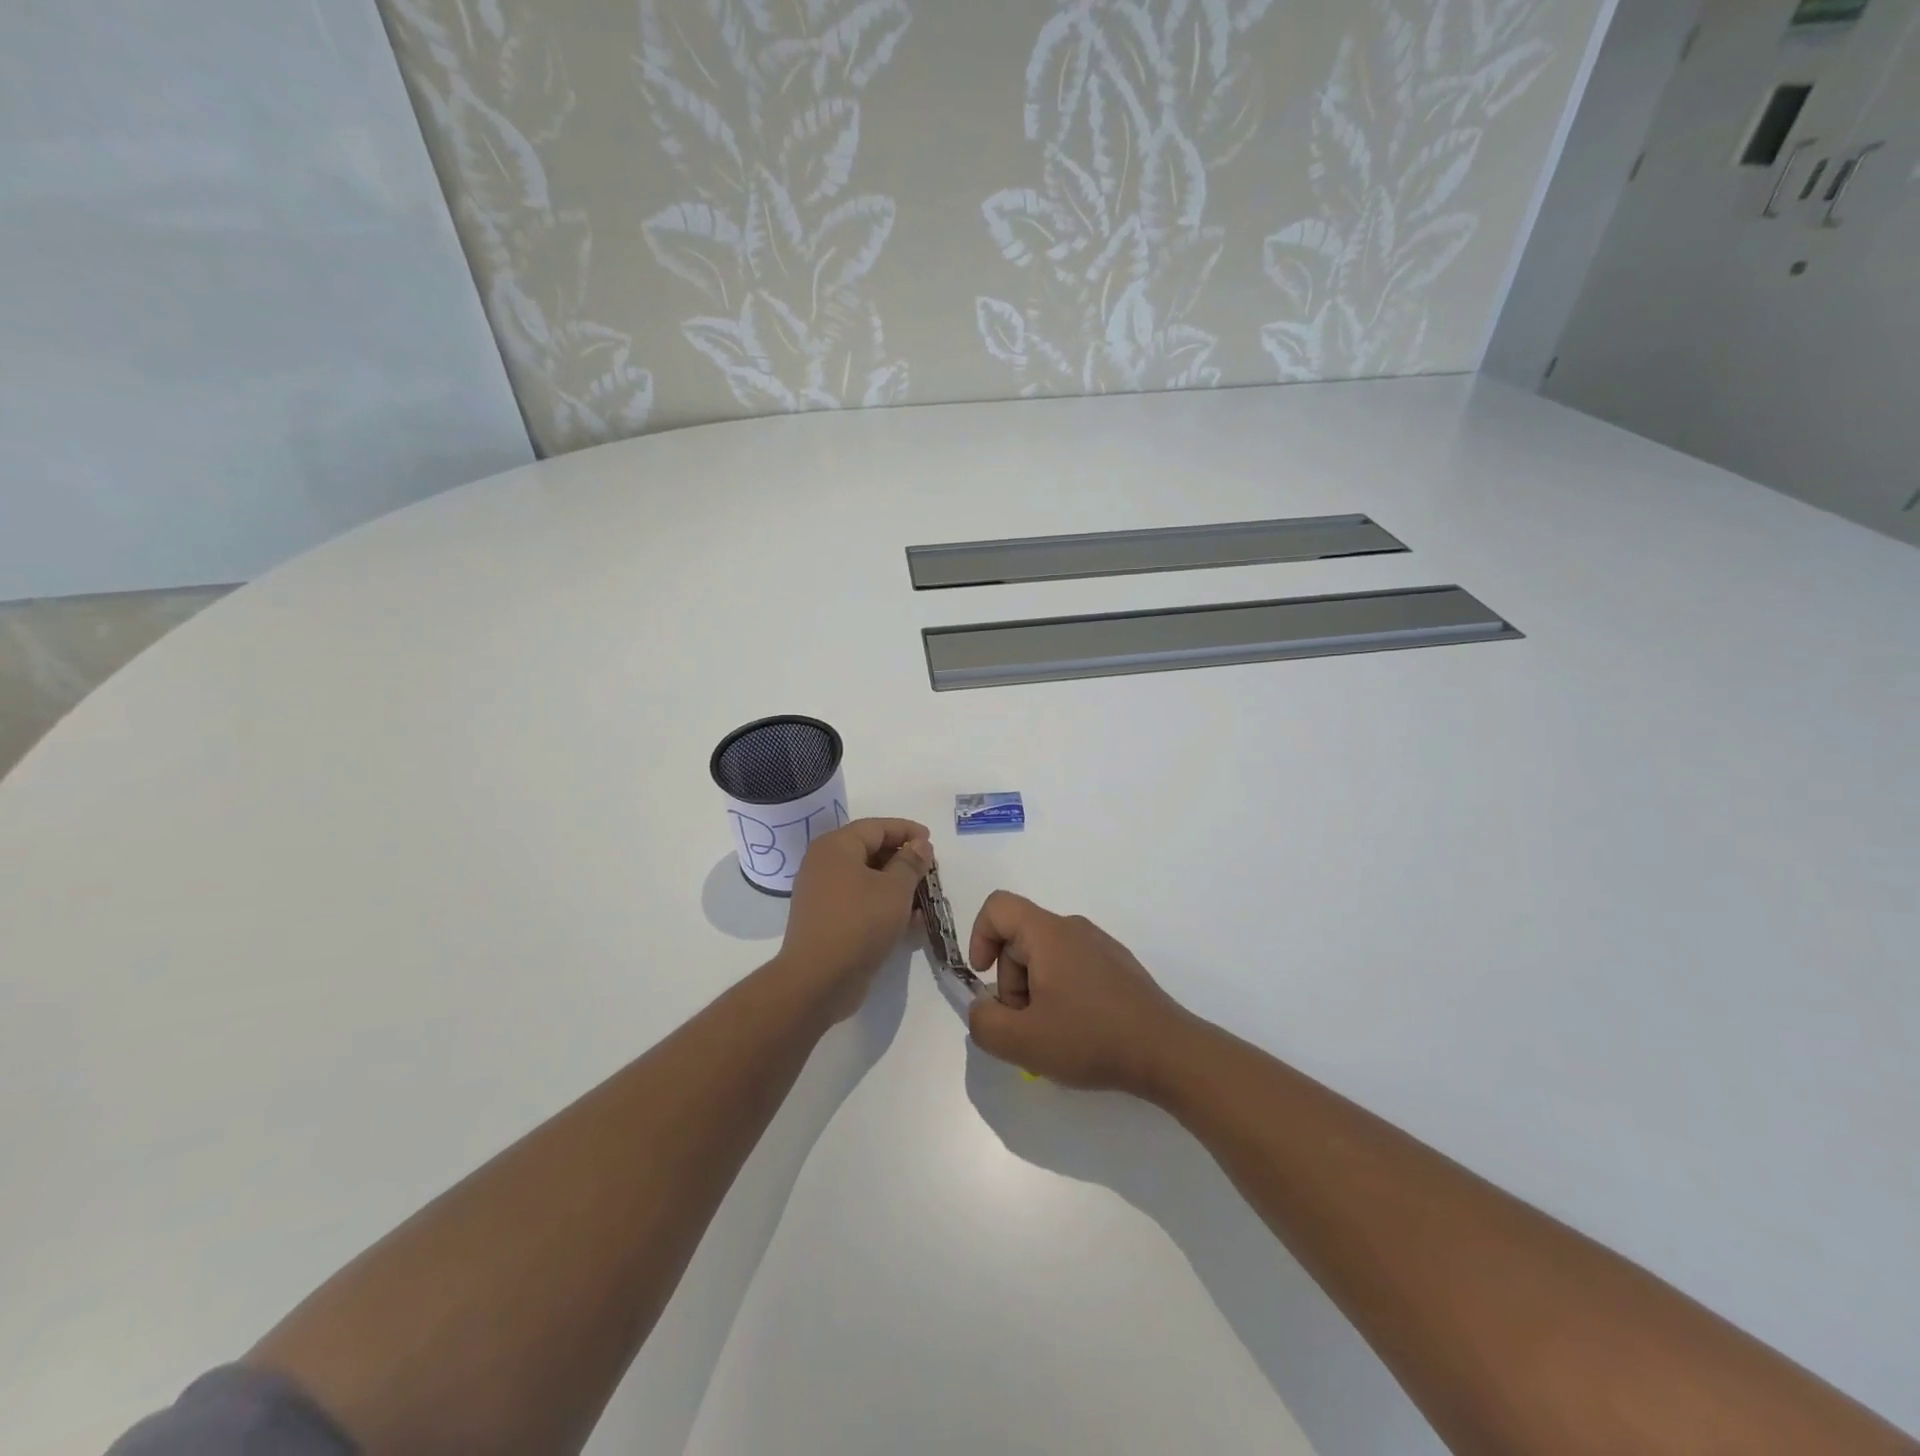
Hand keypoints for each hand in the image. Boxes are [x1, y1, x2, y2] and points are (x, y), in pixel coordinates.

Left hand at [778, 818, 932, 1018]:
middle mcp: (824, 864)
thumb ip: (911, 862)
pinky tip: (910, 921)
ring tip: (925, 897)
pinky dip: (883, 905)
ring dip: (897, 885)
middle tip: (930, 870)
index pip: (876, 827)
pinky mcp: (827, 920)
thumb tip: (920, 845)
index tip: (931, 841)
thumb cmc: (860, 923)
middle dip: (903, 859)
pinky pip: (860, 901)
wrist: (818, 980)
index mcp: (836, 846)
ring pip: (866, 879)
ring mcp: (822, 893)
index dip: (906, 830)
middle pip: (870, 851)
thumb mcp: (895, 889)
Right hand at [965, 892, 1196, 1096]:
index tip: (985, 977)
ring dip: (1034, 992)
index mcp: (1049, 933)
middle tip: (1025, 1026)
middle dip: (1010, 982)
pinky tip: (1080, 1032)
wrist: (1168, 1053)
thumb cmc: (1091, 1039)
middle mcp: (1074, 928)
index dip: (979, 936)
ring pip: (1046, 957)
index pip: (998, 907)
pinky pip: (1073, 968)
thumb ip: (984, 1023)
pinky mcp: (1118, 967)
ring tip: (1053, 1034)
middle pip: (1020, 939)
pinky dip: (1061, 994)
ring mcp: (1101, 946)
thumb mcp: (1023, 1041)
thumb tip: (981, 1007)